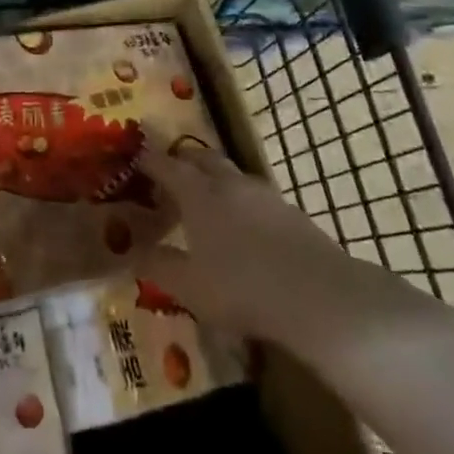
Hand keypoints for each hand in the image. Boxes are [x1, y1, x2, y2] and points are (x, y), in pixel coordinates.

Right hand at [134, 148, 409, 353]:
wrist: (319, 296)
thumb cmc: (242, 288)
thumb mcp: (189, 286)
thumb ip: (159, 265)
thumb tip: (136, 252)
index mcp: (198, 194)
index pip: (166, 165)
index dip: (148, 161)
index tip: (135, 160)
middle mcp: (230, 183)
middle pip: (202, 157)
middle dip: (182, 160)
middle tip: (169, 174)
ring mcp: (264, 194)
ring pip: (232, 174)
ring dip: (214, 178)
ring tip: (206, 201)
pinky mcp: (291, 212)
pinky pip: (255, 195)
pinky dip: (240, 201)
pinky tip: (242, 227)